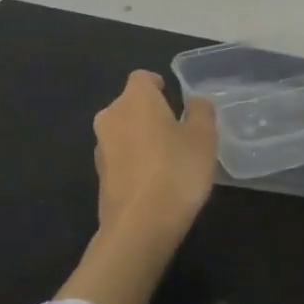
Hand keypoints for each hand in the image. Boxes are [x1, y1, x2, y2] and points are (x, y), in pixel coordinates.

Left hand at [93, 70, 218, 241]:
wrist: (140, 226)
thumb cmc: (176, 171)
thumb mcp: (204, 137)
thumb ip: (201, 111)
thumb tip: (195, 101)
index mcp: (135, 99)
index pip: (142, 78)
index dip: (158, 85)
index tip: (173, 98)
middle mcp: (111, 116)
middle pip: (129, 104)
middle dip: (149, 112)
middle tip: (176, 130)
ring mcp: (100, 148)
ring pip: (123, 131)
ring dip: (140, 137)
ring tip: (167, 158)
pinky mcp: (99, 176)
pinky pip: (119, 157)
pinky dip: (133, 161)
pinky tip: (154, 181)